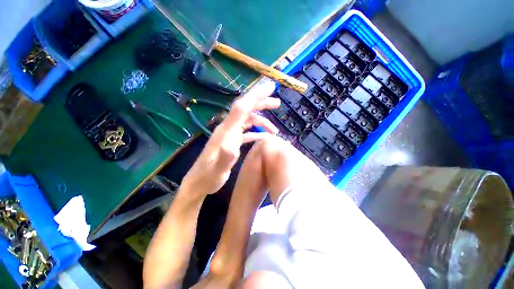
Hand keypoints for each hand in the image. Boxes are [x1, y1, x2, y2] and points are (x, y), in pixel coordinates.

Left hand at [181, 80, 280, 195]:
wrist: (198, 183)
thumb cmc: (207, 177)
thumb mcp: (217, 170)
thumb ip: (225, 158)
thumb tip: (233, 146)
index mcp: (225, 131)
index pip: (241, 107)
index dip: (255, 95)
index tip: (269, 87)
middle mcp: (228, 129)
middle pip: (246, 109)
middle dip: (261, 103)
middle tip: (277, 103)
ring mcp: (230, 135)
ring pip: (248, 120)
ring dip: (262, 121)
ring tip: (275, 129)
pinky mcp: (232, 141)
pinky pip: (246, 132)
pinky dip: (256, 132)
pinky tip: (264, 137)